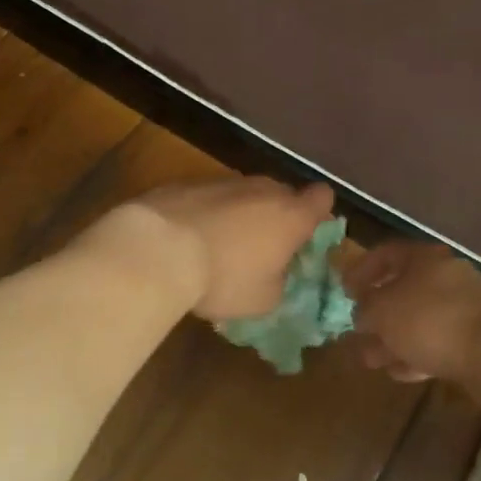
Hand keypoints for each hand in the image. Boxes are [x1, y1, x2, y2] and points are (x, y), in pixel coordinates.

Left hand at [126, 176, 335, 320]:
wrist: (158, 248)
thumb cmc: (223, 278)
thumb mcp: (263, 299)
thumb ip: (278, 282)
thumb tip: (274, 273)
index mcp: (290, 216)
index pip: (322, 199)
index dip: (318, 213)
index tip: (307, 233)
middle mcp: (262, 189)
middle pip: (281, 194)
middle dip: (275, 216)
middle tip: (262, 247)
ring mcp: (223, 181)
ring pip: (242, 194)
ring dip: (238, 214)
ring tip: (218, 246)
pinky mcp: (187, 182)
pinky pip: (208, 197)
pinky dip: (205, 213)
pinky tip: (187, 239)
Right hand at [343, 242, 480, 382]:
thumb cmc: (430, 321)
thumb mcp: (382, 311)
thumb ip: (365, 309)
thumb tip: (362, 313)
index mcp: (424, 258)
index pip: (386, 254)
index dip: (361, 270)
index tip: (344, 290)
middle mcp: (447, 275)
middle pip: (404, 290)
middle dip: (378, 314)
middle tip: (357, 332)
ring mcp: (467, 306)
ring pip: (420, 319)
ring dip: (394, 339)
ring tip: (373, 361)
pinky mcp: (480, 337)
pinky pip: (441, 341)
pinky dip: (419, 353)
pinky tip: (403, 373)